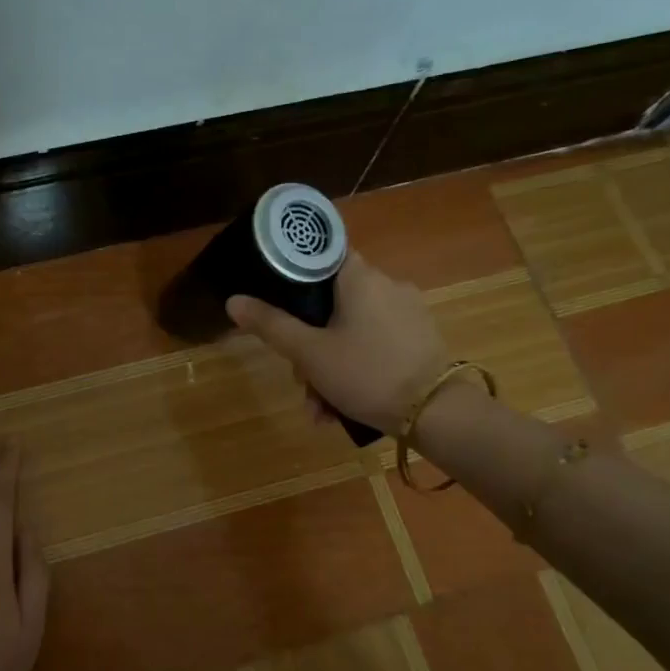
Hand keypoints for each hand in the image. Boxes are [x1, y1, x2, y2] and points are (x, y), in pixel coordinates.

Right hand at [226, 252, 450, 433]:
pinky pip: (375, 345)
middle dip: (308, 345)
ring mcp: (408, 313)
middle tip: (299, 381)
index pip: (321, 256)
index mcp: (360, 278)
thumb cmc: (366, 373)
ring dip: (328, 367)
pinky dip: (355, 369)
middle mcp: (387, 285)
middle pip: (331, 304)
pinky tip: (342, 407)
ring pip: (351, 331)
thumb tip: (233, 300)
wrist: (437, 414)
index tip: (278, 305)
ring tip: (319, 410)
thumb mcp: (309, 353)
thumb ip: (270, 325)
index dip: (294, 277)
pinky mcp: (420, 339)